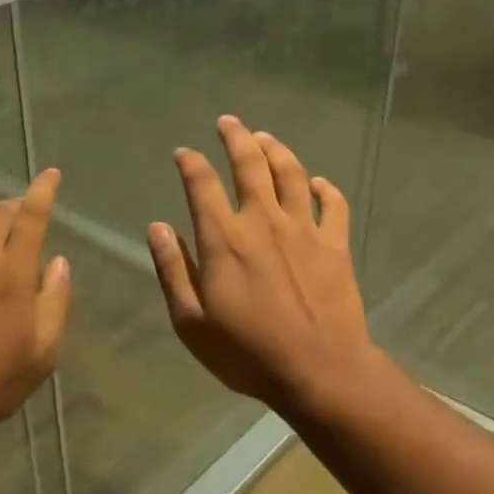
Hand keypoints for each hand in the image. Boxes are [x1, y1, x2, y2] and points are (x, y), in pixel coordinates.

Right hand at [148, 116, 377, 412]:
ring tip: (265, 138)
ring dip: (276, 150)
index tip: (184, 152)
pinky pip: (333, 204)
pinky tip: (317, 182)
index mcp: (223, 239)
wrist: (319, 370)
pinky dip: (324, 188)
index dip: (191, 163)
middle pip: (250, 165)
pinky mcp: (335, 245)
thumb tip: (158, 227)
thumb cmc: (247, 352)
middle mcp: (263, 221)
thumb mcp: (191, 321)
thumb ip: (172, 270)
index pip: (202, 185)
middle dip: (236, 138)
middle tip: (228, 122)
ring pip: (291, 174)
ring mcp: (303, 230)